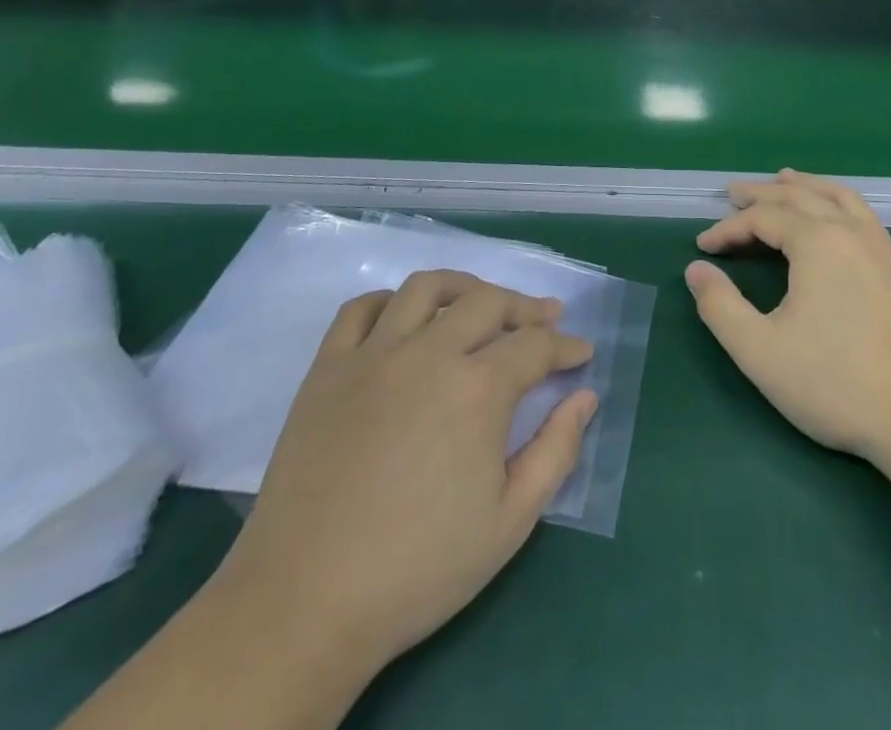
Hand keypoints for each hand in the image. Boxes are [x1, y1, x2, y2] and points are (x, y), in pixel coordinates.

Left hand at [221, 270, 597, 676]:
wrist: (305, 603)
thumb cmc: (418, 569)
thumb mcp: (510, 522)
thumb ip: (556, 451)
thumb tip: (586, 396)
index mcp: (477, 389)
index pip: (535, 345)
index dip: (566, 345)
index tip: (582, 352)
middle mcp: (429, 353)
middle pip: (487, 302)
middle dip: (526, 306)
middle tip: (545, 318)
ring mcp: (373, 355)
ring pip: (426, 289)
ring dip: (464, 287)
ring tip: (480, 302)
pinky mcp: (327, 368)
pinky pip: (361, 309)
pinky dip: (390, 301)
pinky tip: (405, 318)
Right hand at [686, 170, 890, 470]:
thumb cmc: (835, 384)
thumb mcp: (760, 351)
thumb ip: (720, 307)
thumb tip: (696, 270)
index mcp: (818, 243)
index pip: (763, 218)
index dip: (728, 229)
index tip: (703, 248)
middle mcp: (852, 232)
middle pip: (800, 196)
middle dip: (762, 193)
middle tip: (733, 193)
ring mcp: (883, 248)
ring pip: (839, 197)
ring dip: (806, 185)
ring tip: (785, 179)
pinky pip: (863, 215)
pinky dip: (837, 201)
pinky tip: (834, 218)